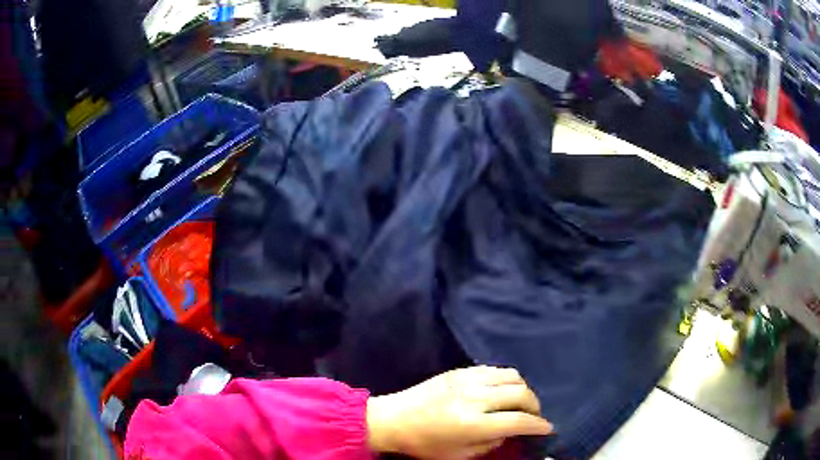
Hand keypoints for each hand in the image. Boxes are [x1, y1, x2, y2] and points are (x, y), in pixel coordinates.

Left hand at [366, 366, 552, 459]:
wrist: (391, 419)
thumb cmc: (424, 444)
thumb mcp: (458, 456)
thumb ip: (490, 444)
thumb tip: (509, 432)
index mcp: (472, 423)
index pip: (518, 421)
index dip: (538, 425)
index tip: (548, 427)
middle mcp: (474, 398)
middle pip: (520, 393)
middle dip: (535, 406)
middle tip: (534, 416)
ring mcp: (466, 380)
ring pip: (511, 376)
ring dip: (522, 389)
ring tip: (520, 402)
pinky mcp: (458, 371)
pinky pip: (493, 369)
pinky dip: (505, 379)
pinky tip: (501, 390)